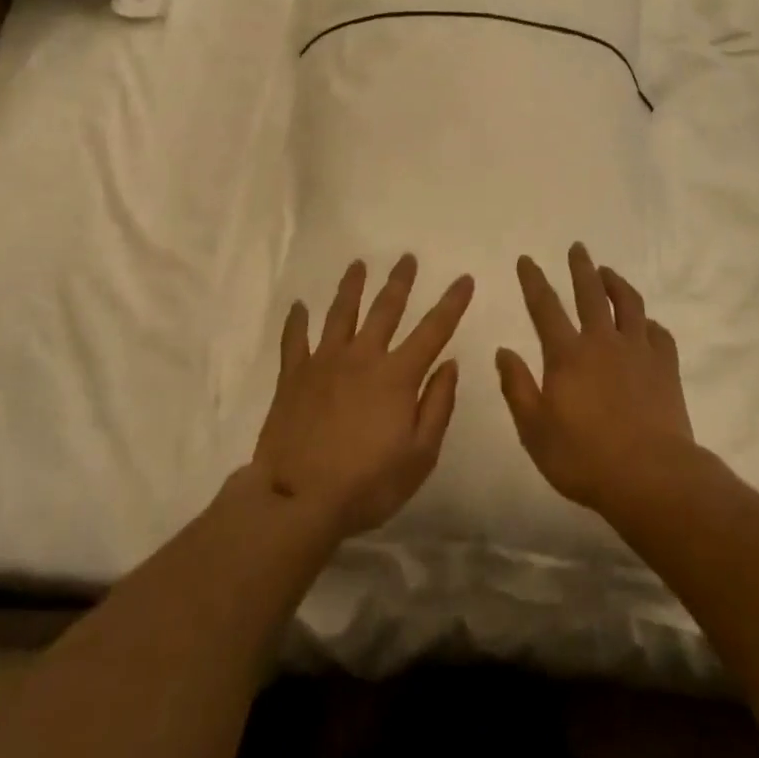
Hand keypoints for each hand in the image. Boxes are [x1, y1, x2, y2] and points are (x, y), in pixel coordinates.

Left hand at [253, 255, 472, 539]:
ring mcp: (324, 362)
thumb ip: (438, 405)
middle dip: (400, 281)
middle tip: (407, 257)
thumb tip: (450, 364)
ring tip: (358, 264)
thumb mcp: (420, 456)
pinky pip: (295, 339)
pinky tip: (298, 306)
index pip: (433, 330)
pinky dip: (297, 321)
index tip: (464, 278)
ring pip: (341, 313)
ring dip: (351, 286)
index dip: (452, 303)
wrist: (298, 499)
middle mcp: (363, 356)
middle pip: (385, 309)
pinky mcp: (294, 375)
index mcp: (397, 375)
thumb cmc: (367, 484)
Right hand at [497, 243, 696, 515]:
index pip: (544, 307)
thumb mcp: (534, 430)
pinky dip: (649, 323)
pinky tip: (646, 324)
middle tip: (578, 247)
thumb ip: (517, 387)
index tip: (526, 259)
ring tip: (608, 272)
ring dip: (616, 283)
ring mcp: (638, 351)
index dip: (533, 280)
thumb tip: (503, 351)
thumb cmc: (584, 457)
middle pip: (590, 293)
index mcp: (567, 355)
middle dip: (581, 267)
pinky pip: (659, 333)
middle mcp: (602, 342)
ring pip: (628, 304)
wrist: (651, 477)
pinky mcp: (665, 367)